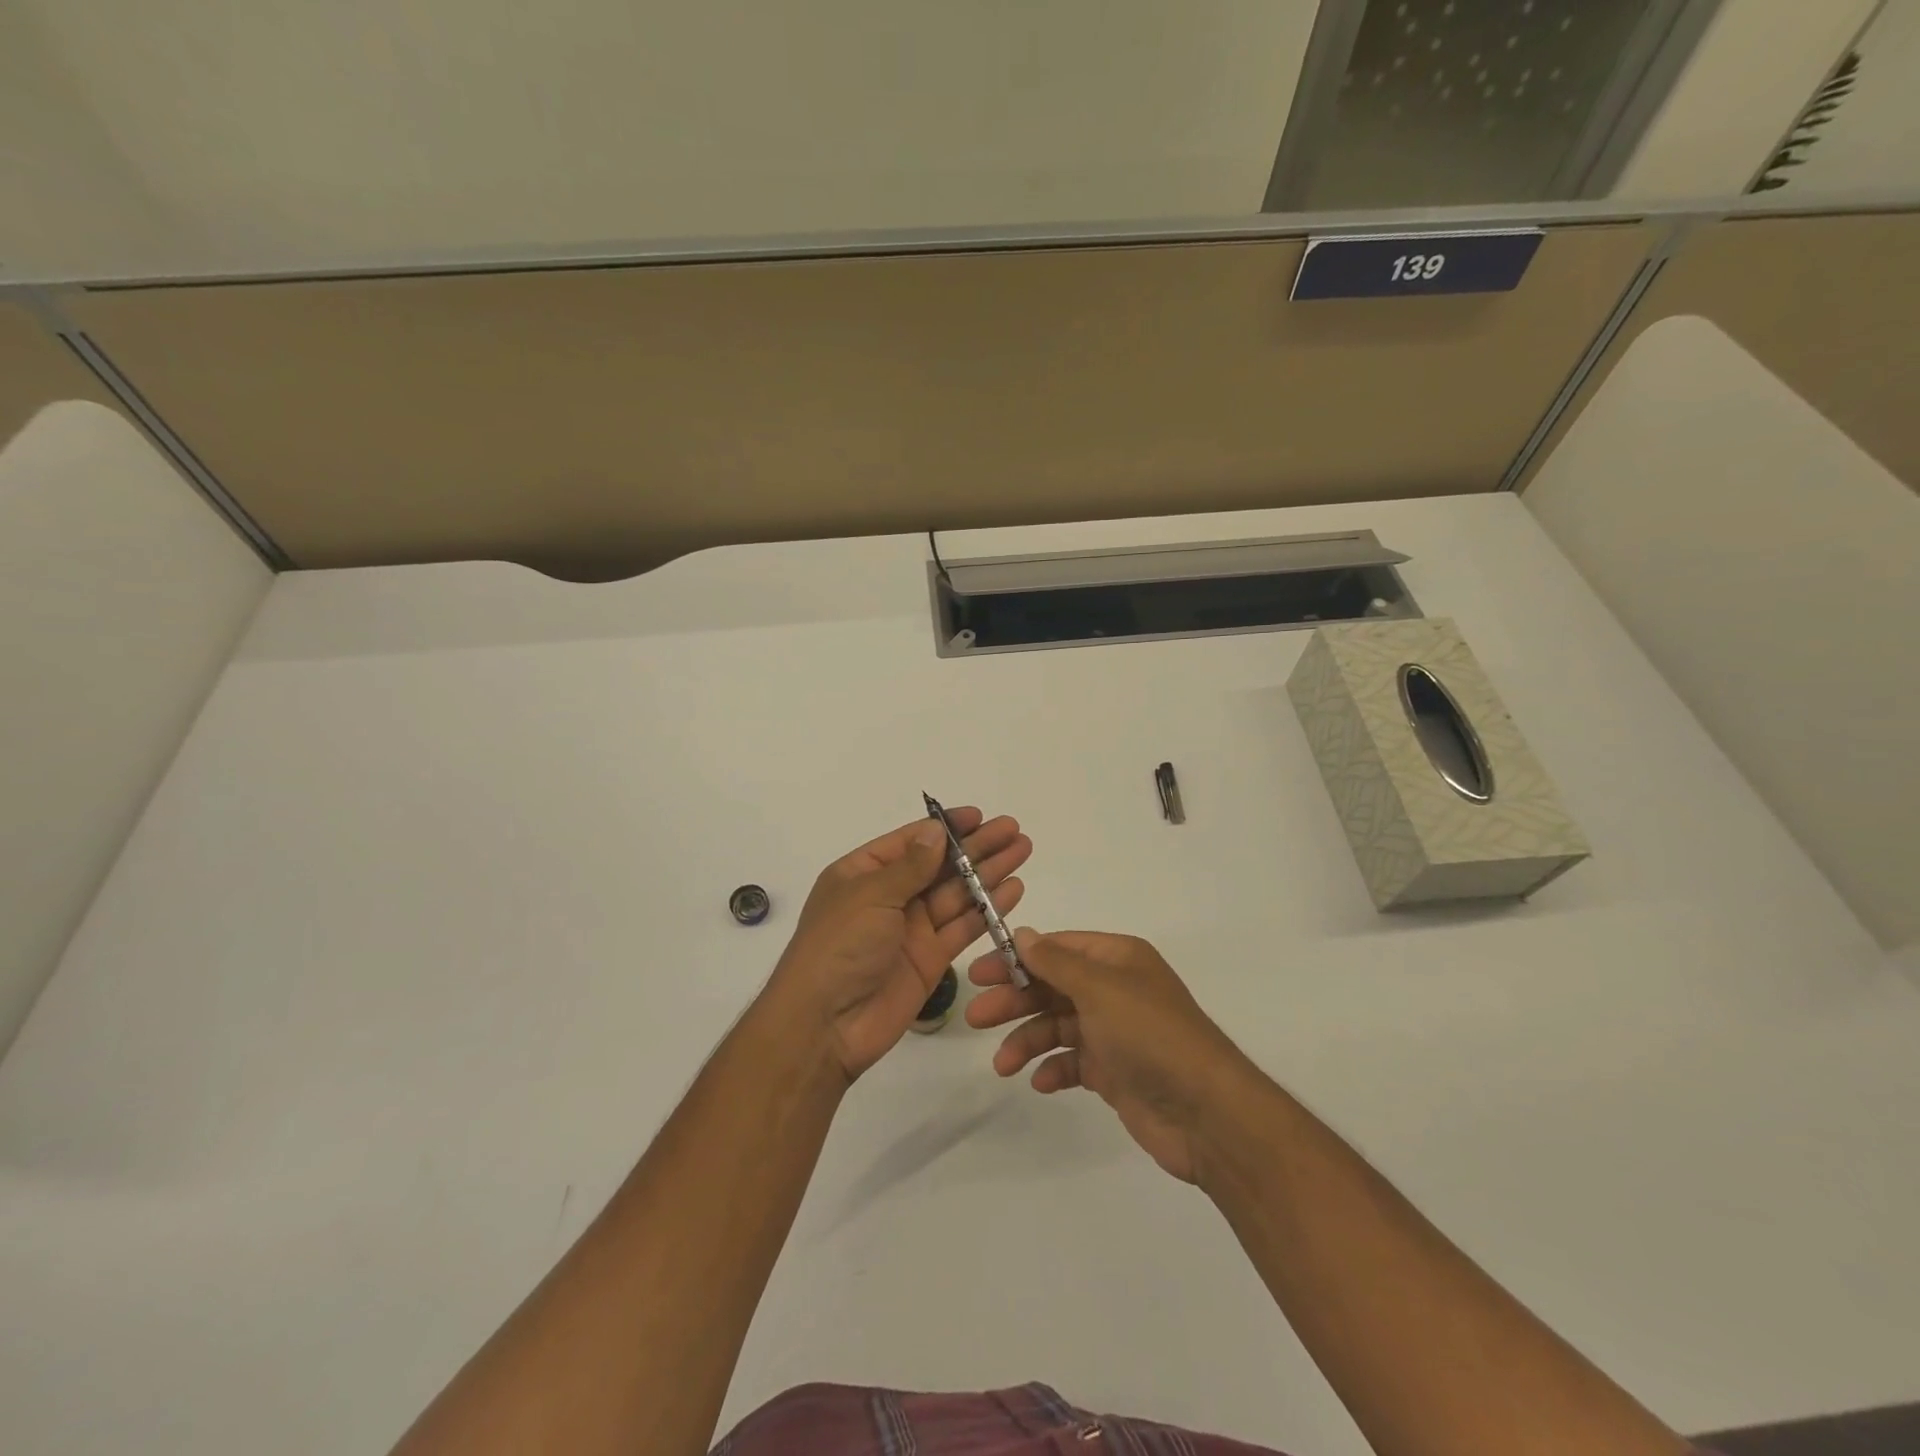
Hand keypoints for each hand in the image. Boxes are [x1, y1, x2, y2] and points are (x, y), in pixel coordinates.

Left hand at [765, 809, 1030, 1083]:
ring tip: (1022, 850)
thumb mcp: (870, 896)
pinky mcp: (931, 958)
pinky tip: (1013, 889)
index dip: (946, 828)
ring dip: (989, 872)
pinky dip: (989, 909)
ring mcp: (911, 928)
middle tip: (1013, 829)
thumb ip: (910, 866)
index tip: (979, 815)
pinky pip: (964, 927)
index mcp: (863, 874)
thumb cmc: (838, 947)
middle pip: (940, 865)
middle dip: (976, 847)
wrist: (825, 1025)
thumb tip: (936, 830)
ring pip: (957, 893)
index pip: (911, 842)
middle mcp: (889, 897)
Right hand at [965, 929, 1247, 1182]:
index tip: (979, 973)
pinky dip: (1053, 1069)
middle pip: (1052, 987)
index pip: (1057, 949)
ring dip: (1027, 1040)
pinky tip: (1038, 1082)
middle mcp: (1115, 990)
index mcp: (1117, 959)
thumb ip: (1056, 962)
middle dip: (1015, 1001)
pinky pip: (1073, 1062)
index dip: (1017, 958)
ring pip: (1058, 1026)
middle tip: (976, 1018)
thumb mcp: (1099, 989)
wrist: (1205, 1112)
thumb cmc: (1150, 1035)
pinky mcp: (1114, 1072)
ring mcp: (1114, 1032)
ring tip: (1003, 1064)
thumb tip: (1022, 933)